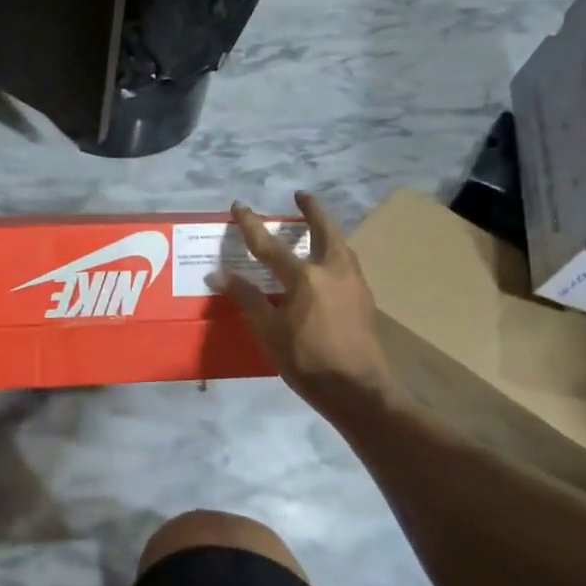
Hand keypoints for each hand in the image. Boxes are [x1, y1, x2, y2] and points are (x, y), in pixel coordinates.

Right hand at [224, 192, 395, 421]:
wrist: (357, 390)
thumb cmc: (306, 361)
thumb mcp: (269, 331)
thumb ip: (247, 298)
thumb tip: (220, 274)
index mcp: (305, 277)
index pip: (270, 245)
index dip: (251, 225)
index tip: (239, 206)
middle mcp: (333, 271)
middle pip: (324, 231)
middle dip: (312, 210)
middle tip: (302, 196)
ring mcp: (354, 284)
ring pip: (341, 247)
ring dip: (328, 232)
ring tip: (317, 229)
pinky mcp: (365, 300)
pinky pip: (348, 265)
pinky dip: (336, 254)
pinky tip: (330, 267)